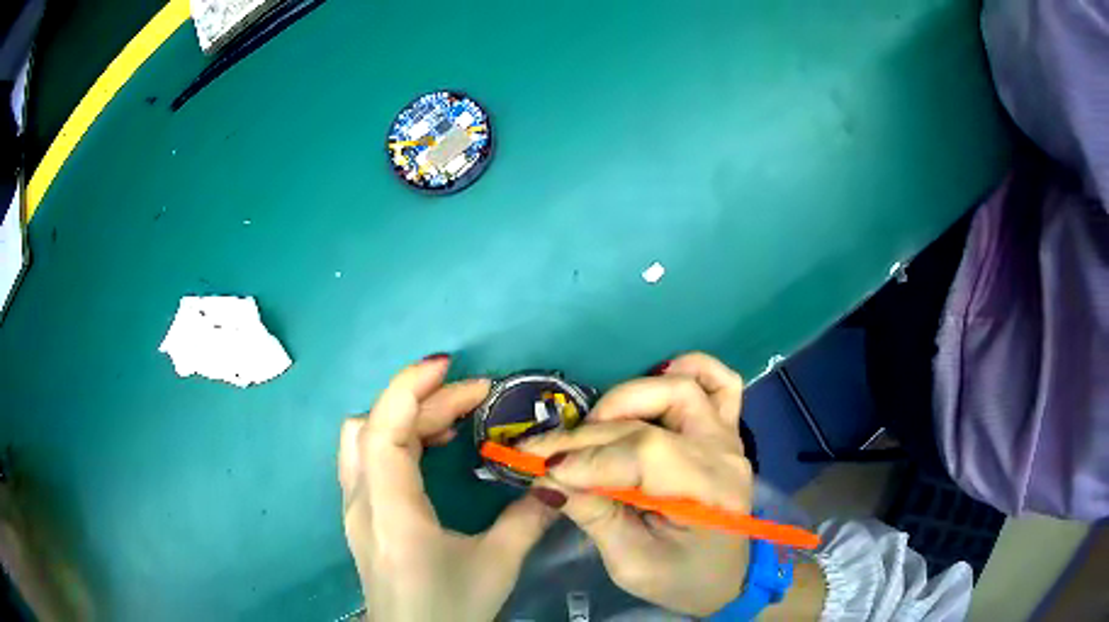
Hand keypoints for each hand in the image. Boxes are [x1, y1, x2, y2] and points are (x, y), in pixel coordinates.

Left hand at [338, 356, 556, 620]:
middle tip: (477, 397)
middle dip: (426, 401)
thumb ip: (527, 520)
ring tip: (453, 420)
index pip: (384, 430)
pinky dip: (397, 437)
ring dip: (406, 416)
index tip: (450, 366)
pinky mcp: (362, 513)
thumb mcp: (496, 565)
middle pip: (378, 426)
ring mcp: (355, 506)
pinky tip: (431, 449)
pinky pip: (368, 456)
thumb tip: (555, 484)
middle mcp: (362, 500)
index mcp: (390, 510)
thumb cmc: (449, 607)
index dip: (410, 388)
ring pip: (365, 437)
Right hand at [521, 352, 752, 616]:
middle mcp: (724, 456)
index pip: (645, 456)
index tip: (539, 467)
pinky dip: (688, 370)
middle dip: (587, 435)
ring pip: (681, 388)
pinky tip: (656, 379)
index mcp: (708, 495)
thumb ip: (594, 516)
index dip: (588, 459)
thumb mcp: (631, 564)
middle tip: (546, 453)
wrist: (722, 578)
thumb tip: (548, 476)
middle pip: (651, 422)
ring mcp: (728, 438)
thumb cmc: (679, 578)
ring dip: (629, 398)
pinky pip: (719, 382)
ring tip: (594, 427)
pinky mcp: (726, 430)